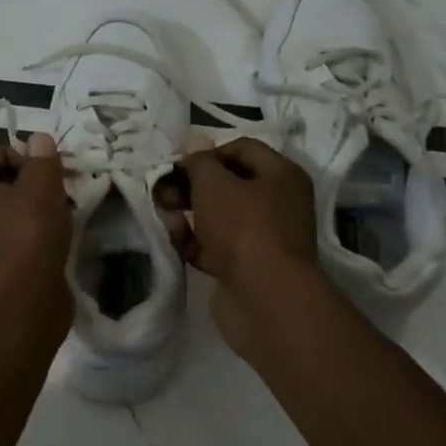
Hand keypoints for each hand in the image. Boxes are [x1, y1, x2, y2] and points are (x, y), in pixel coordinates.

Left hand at [0, 132, 73, 322]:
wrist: (24, 301)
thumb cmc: (28, 234)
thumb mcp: (42, 186)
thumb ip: (41, 158)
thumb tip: (38, 139)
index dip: (15, 153)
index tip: (42, 167)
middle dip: (30, 180)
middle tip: (58, 185)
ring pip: (8, 210)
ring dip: (36, 205)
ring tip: (64, 210)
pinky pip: (14, 235)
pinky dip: (34, 230)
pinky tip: (58, 235)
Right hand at [170, 137, 321, 353]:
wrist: (264, 298)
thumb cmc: (243, 228)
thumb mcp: (213, 183)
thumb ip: (198, 163)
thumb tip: (191, 156)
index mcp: (282, 175)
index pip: (242, 148)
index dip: (207, 152)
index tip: (178, 165)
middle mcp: (278, 203)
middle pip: (228, 184)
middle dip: (192, 186)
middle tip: (164, 192)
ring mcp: (263, 237)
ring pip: (219, 216)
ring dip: (189, 214)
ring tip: (165, 216)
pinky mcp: (247, 267)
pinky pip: (216, 246)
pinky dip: (195, 242)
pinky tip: (175, 242)